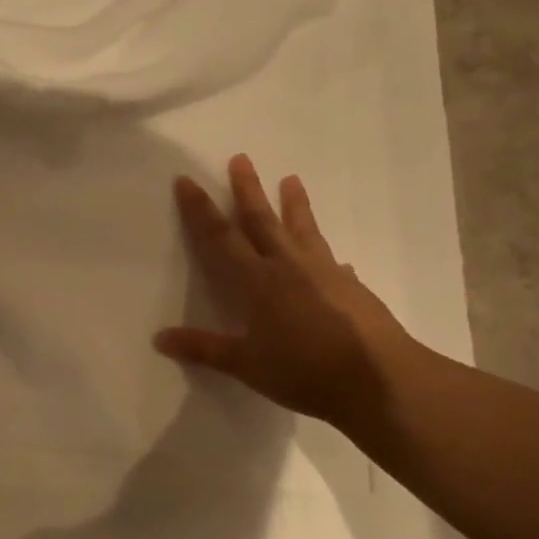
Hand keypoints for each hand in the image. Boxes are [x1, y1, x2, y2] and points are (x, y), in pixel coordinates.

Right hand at [155, 154, 418, 431]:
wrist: (379, 380)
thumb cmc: (304, 371)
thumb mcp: (247, 365)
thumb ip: (204, 349)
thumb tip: (159, 339)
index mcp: (258, 281)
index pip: (220, 237)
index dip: (200, 209)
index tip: (187, 180)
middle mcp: (289, 267)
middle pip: (263, 220)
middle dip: (248, 190)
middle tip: (241, 158)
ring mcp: (325, 273)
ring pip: (303, 230)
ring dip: (294, 205)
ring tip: (292, 179)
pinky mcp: (352, 288)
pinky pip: (333, 262)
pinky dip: (328, 256)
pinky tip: (337, 260)